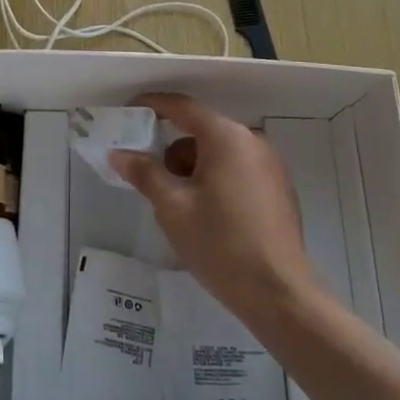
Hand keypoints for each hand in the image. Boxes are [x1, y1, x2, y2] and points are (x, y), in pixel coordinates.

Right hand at [112, 92, 314, 320]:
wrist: (278, 293)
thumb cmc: (220, 243)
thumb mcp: (172, 207)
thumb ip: (144, 173)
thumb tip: (119, 154)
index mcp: (227, 138)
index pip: (183, 107)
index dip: (153, 105)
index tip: (128, 113)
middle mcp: (252, 142)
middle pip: (201, 131)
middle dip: (172, 149)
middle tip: (149, 176)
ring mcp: (270, 165)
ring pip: (219, 152)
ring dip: (193, 167)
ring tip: (178, 204)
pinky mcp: (279, 189)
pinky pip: (237, 169)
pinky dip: (215, 178)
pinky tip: (206, 214)